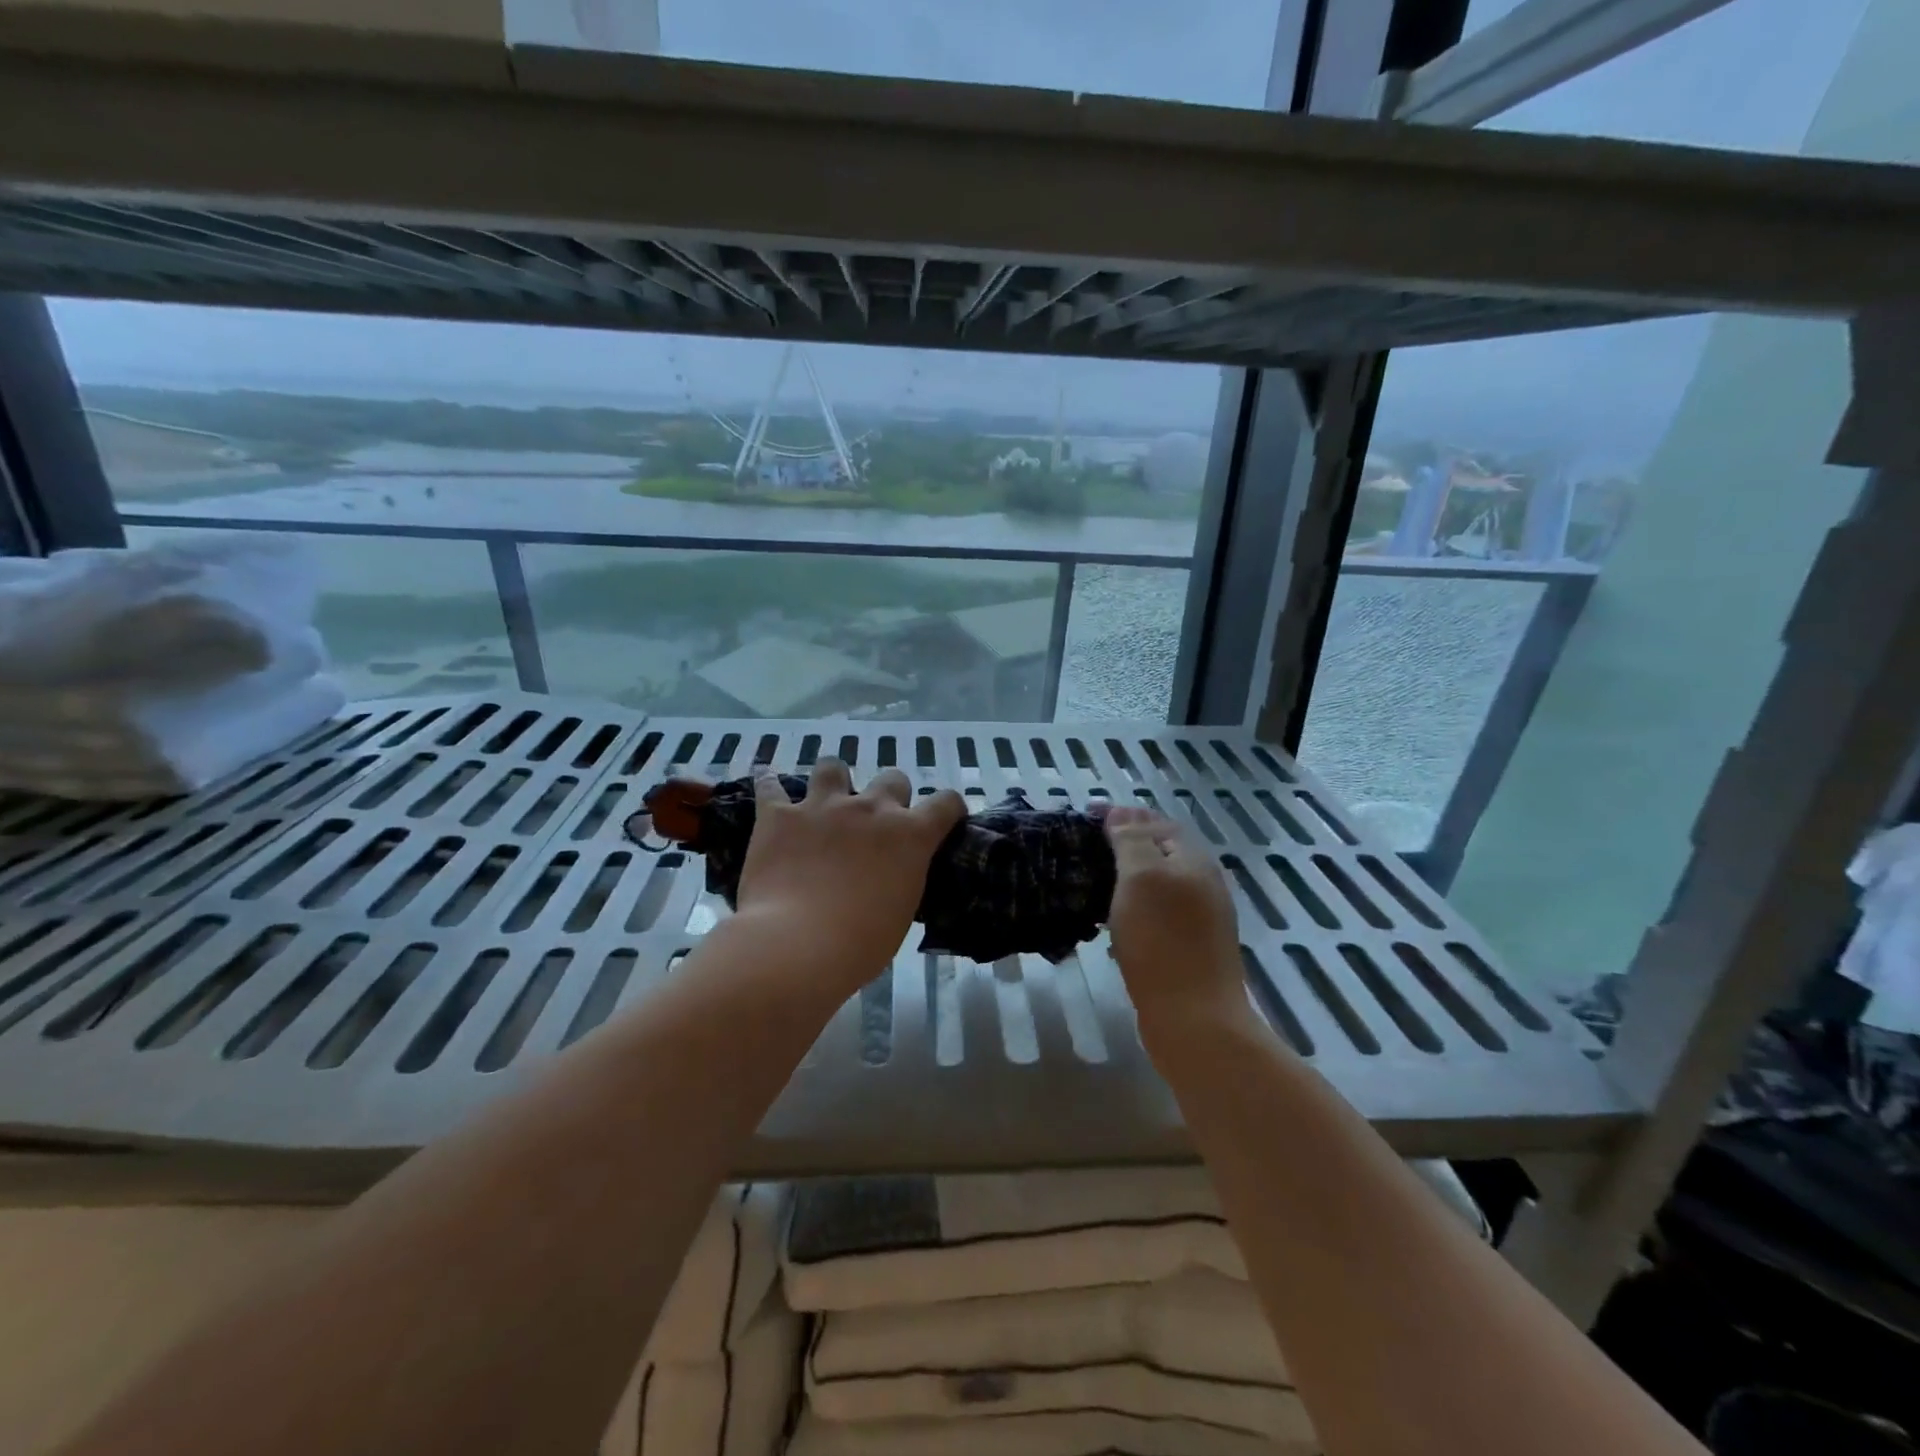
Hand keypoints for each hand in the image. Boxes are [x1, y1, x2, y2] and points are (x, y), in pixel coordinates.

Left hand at [734, 759, 965, 993]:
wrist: (796, 946)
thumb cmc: (860, 946)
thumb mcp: (901, 912)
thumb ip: (902, 879)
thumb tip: (891, 876)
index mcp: (910, 836)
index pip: (946, 803)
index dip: (948, 808)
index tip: (942, 820)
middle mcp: (871, 809)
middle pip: (892, 779)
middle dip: (889, 796)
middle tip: (875, 825)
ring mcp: (823, 806)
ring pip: (832, 767)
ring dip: (833, 781)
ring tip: (824, 801)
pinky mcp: (779, 815)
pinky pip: (770, 786)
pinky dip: (771, 787)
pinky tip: (768, 792)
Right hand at [1104, 807, 1246, 1030]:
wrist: (1194, 1020)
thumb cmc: (1163, 941)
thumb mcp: (1142, 878)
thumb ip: (1132, 840)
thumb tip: (1121, 812)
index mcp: (1195, 861)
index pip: (1157, 822)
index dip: (1123, 815)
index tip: (1084, 817)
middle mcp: (1202, 884)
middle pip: (1159, 852)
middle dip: (1123, 845)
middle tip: (1082, 849)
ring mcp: (1198, 920)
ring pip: (1156, 885)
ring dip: (1124, 878)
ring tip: (1089, 882)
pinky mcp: (1187, 949)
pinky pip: (1155, 914)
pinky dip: (1131, 909)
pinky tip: (1109, 923)